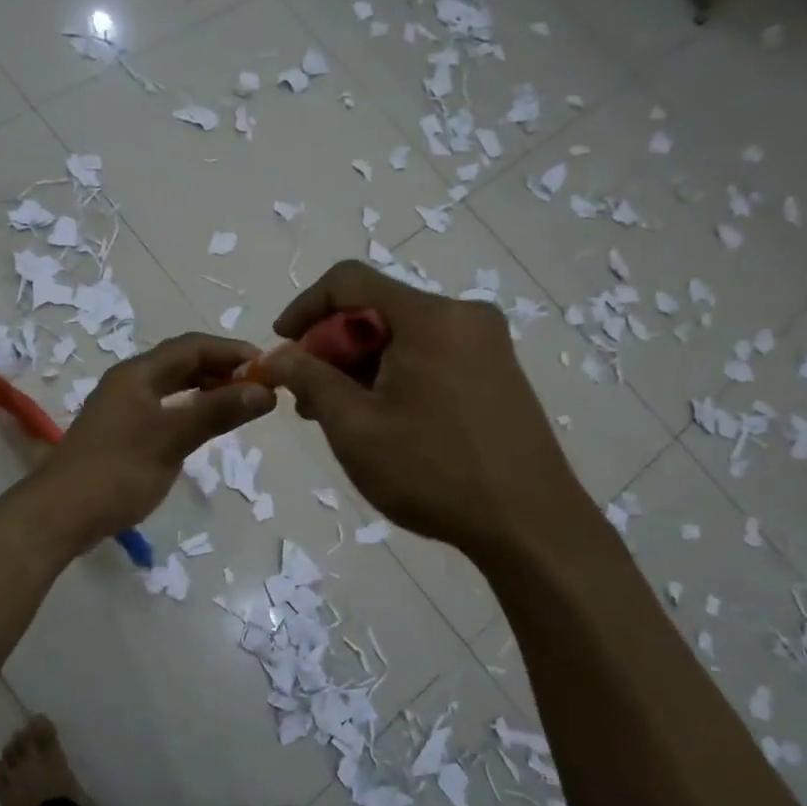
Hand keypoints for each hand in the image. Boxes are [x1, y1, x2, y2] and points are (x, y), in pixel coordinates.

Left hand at [37, 333, 275, 548]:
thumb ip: (217, 412)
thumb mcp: (172, 439)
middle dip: (220, 368)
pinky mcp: (120, 431)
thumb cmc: (118, 472)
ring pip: (171, 385)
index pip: (192, 346)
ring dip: (205, 388)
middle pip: (181, 362)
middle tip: (257, 386)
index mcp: (138, 373)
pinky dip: (189, 408)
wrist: (60, 514)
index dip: (231, 351)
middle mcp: (128, 381)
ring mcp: (122, 407)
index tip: (267, 365)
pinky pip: (163, 406)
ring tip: (238, 403)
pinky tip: (203, 425)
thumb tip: (264, 391)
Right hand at [258, 261, 593, 559]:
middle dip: (331, 347)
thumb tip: (275, 356)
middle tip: (305, 396)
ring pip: (402, 337)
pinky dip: (393, 376)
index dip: (304, 307)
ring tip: (334, 415)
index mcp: (430, 316)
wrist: (530, 525)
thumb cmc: (432, 470)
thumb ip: (309, 379)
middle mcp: (463, 316)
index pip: (349, 280)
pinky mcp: (496, 373)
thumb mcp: (355, 426)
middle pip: (377, 310)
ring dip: (360, 366)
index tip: (280, 346)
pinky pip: (429, 356)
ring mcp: (486, 345)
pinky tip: (379, 418)